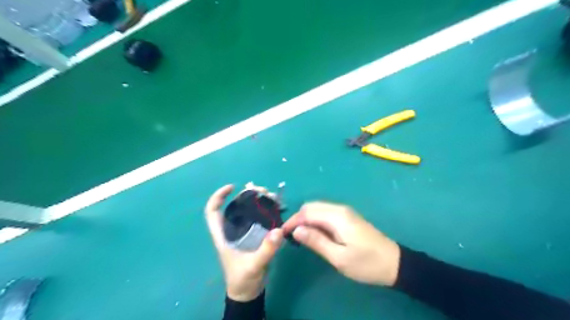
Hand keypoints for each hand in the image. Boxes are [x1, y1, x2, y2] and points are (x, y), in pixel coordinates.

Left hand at [205, 183, 284, 300]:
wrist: (249, 292)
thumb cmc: (243, 279)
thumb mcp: (254, 265)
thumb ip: (266, 250)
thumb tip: (278, 231)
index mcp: (223, 235)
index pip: (212, 212)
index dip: (218, 197)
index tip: (232, 187)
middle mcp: (232, 231)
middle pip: (234, 207)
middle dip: (247, 196)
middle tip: (262, 191)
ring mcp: (243, 233)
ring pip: (248, 211)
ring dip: (258, 202)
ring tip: (271, 197)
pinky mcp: (253, 237)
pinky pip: (258, 219)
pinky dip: (266, 211)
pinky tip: (276, 208)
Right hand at [281, 201, 397, 285]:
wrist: (394, 263)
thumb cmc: (366, 263)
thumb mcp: (339, 257)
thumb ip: (316, 241)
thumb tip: (296, 230)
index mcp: (337, 217)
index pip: (307, 212)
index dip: (293, 221)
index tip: (282, 233)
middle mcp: (339, 209)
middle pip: (311, 206)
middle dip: (298, 219)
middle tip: (292, 236)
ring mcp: (345, 211)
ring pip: (318, 208)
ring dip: (307, 219)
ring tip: (301, 236)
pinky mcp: (348, 217)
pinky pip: (326, 213)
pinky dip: (316, 220)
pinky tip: (315, 233)